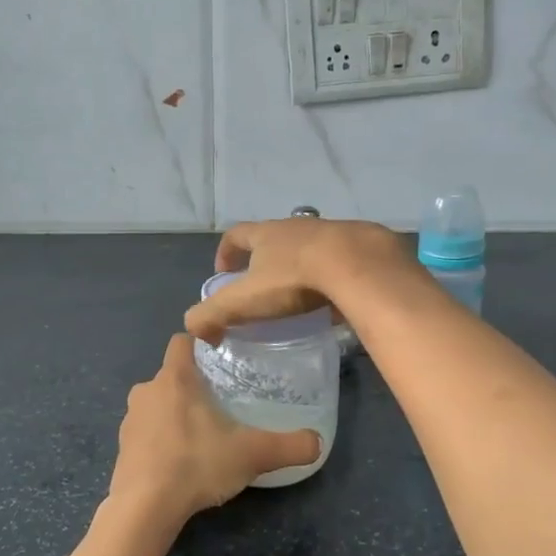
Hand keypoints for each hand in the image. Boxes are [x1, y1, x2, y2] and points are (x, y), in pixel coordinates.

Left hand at [112, 335, 321, 527]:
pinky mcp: (121, 448)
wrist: (144, 508)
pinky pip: (145, 432)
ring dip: (174, 413)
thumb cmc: (196, 464)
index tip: (221, 358)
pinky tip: (179, 462)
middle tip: (221, 403)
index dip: (200, 344)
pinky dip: (160, 440)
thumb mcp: (251, 454)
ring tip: (201, 435)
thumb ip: (288, 446)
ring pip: (156, 404)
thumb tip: (318, 443)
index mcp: (175, 378)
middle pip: (171, 375)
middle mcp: (147, 390)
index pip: (182, 341)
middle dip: (193, 385)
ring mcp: (130, 420)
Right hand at [184, 218, 416, 344]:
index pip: (235, 234)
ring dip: (302, 266)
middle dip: (265, 260)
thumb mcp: (244, 300)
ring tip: (302, 295)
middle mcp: (297, 226)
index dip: (225, 252)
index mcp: (266, 234)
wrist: (359, 265)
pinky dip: (334, 276)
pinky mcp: (362, 246)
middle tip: (264, 289)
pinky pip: (341, 260)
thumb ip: (212, 314)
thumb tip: (194, 329)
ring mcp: (332, 232)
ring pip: (310, 247)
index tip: (223, 273)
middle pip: (274, 238)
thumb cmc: (294, 279)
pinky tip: (337, 298)